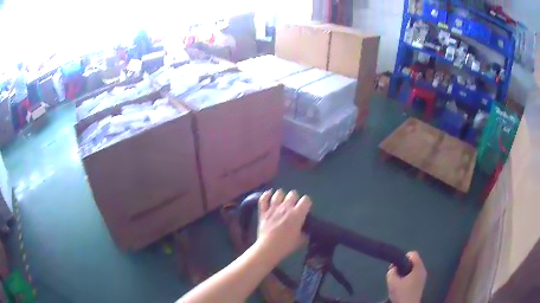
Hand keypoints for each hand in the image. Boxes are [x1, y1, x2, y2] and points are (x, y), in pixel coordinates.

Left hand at [256, 189, 311, 262]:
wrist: (268, 248)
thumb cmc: (287, 245)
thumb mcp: (302, 240)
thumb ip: (305, 232)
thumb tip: (305, 229)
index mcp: (297, 214)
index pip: (306, 200)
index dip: (307, 203)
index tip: (306, 209)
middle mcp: (286, 207)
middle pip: (293, 194)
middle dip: (295, 198)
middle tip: (294, 206)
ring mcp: (273, 208)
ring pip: (278, 194)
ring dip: (282, 196)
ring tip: (282, 201)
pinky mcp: (263, 212)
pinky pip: (263, 199)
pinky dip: (266, 195)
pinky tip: (269, 194)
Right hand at [387, 251, 426, 302]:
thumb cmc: (402, 293)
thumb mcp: (392, 282)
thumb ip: (391, 272)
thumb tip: (393, 268)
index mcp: (418, 267)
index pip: (412, 254)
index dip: (403, 257)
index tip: (395, 266)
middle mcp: (423, 269)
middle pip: (413, 261)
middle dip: (403, 266)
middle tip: (395, 274)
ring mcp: (423, 277)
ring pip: (413, 269)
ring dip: (405, 272)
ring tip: (398, 281)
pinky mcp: (421, 283)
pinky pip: (415, 275)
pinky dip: (408, 277)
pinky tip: (402, 286)